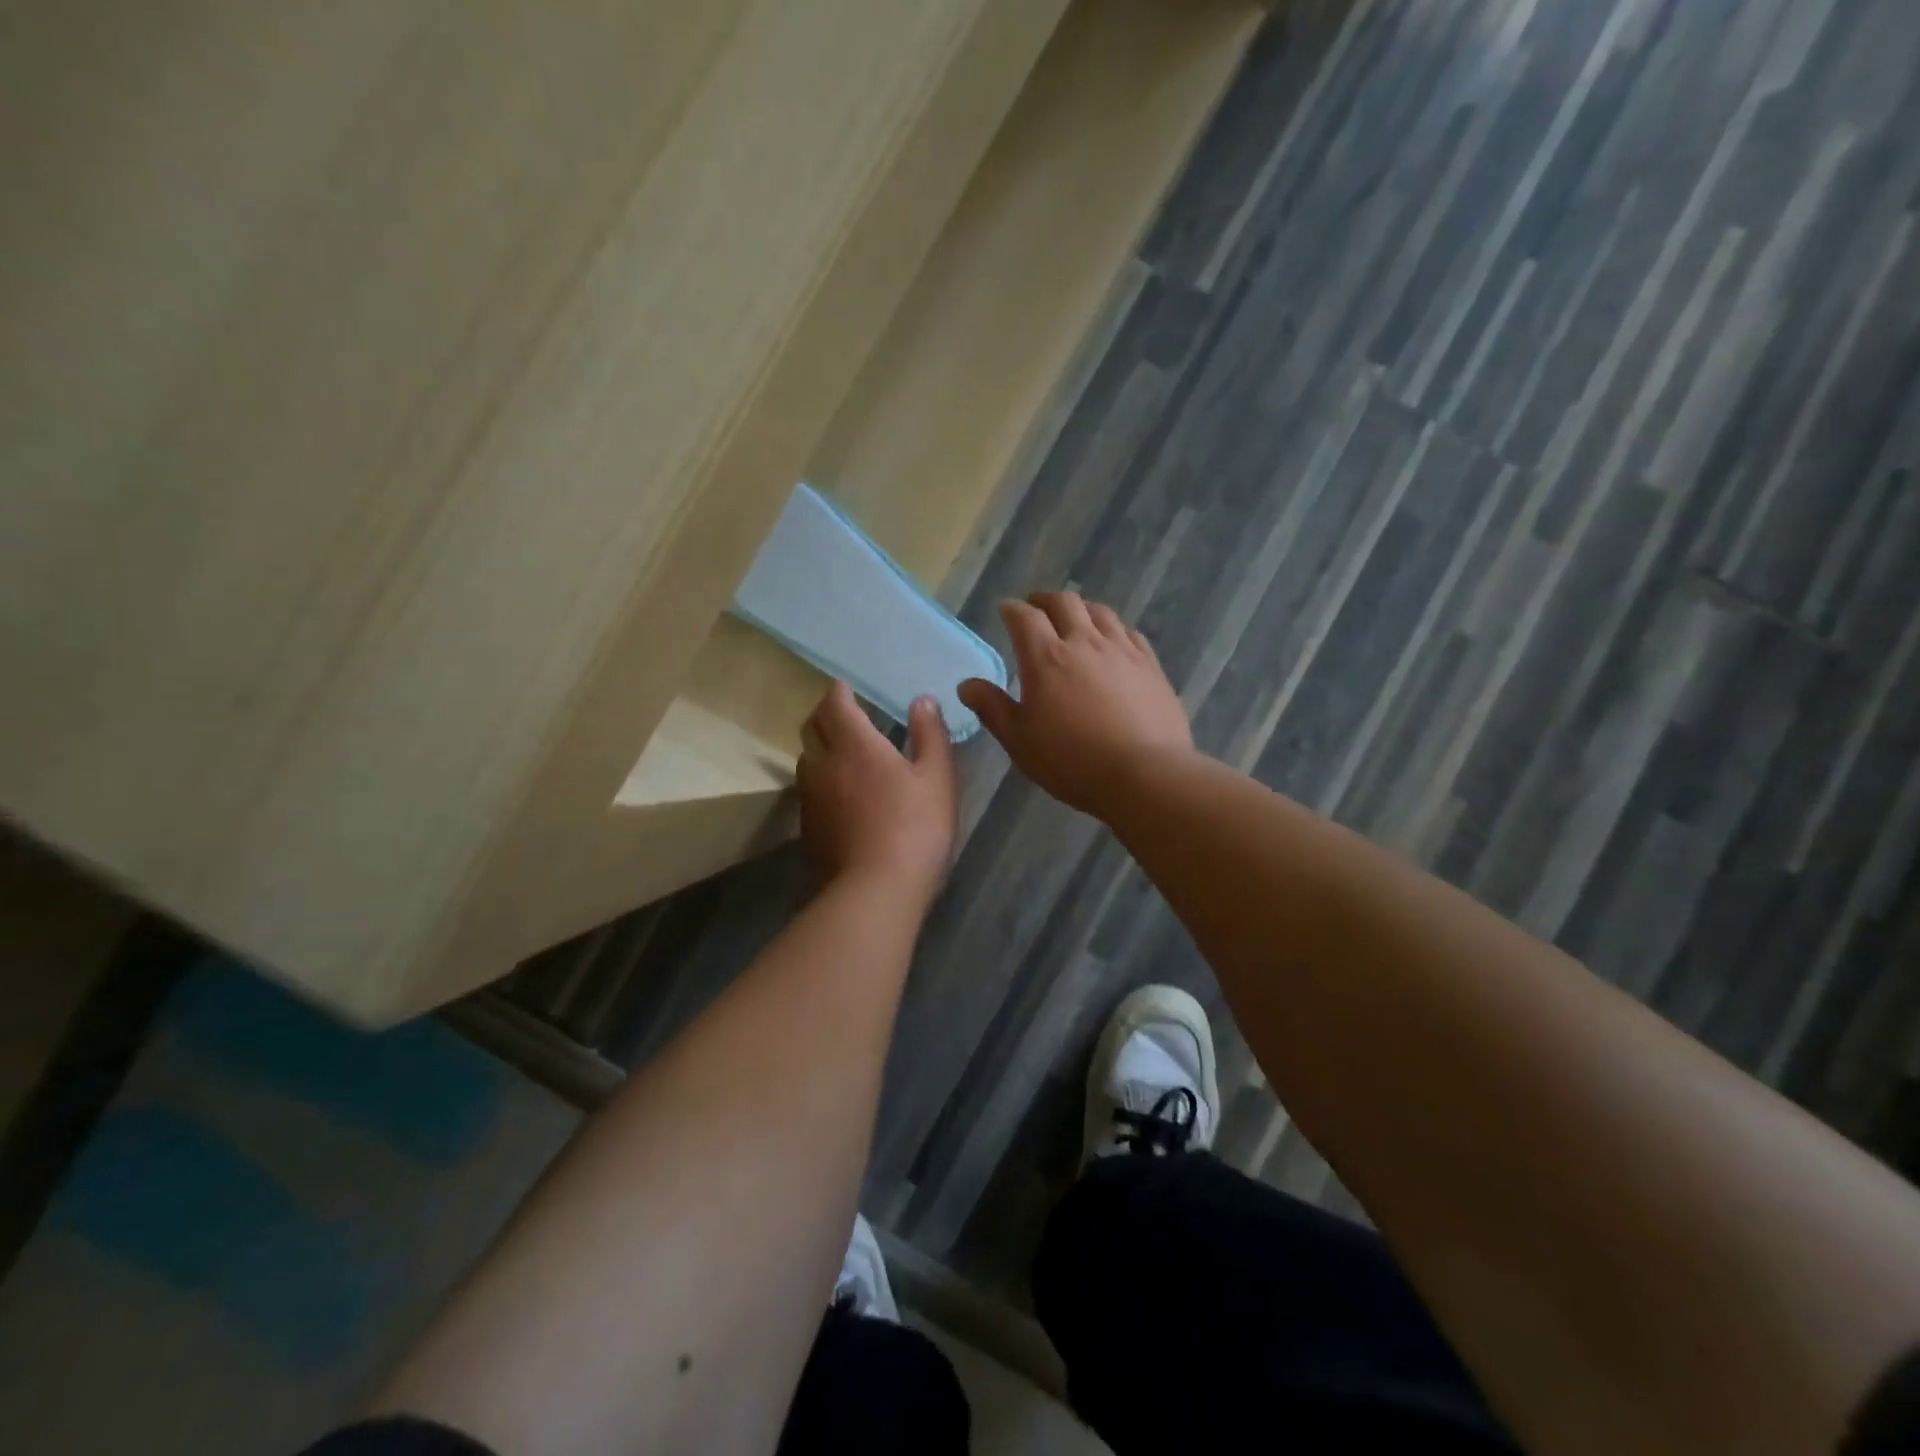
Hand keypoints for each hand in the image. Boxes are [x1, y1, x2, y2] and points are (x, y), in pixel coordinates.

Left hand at [797, 680, 957, 906]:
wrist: (875, 891)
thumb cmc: (915, 828)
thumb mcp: (938, 778)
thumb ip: (930, 734)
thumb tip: (922, 701)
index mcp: (854, 745)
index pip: (834, 703)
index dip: (839, 692)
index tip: (848, 688)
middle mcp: (823, 764)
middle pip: (811, 727)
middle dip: (825, 715)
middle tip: (845, 715)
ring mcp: (810, 797)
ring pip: (805, 759)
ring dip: (820, 747)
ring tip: (842, 753)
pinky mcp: (807, 827)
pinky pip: (808, 790)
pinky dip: (820, 779)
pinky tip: (841, 794)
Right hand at [957, 592, 1193, 819]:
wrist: (1145, 774)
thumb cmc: (1072, 760)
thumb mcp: (1019, 740)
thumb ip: (992, 708)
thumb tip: (967, 684)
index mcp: (1046, 657)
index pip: (1024, 617)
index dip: (1011, 609)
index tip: (1004, 609)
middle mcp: (1085, 642)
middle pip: (1064, 603)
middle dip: (1045, 600)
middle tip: (1036, 607)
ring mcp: (1122, 651)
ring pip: (1100, 612)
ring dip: (1081, 609)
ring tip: (1074, 618)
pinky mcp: (1151, 666)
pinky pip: (1129, 633)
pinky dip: (1113, 629)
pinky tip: (1113, 641)